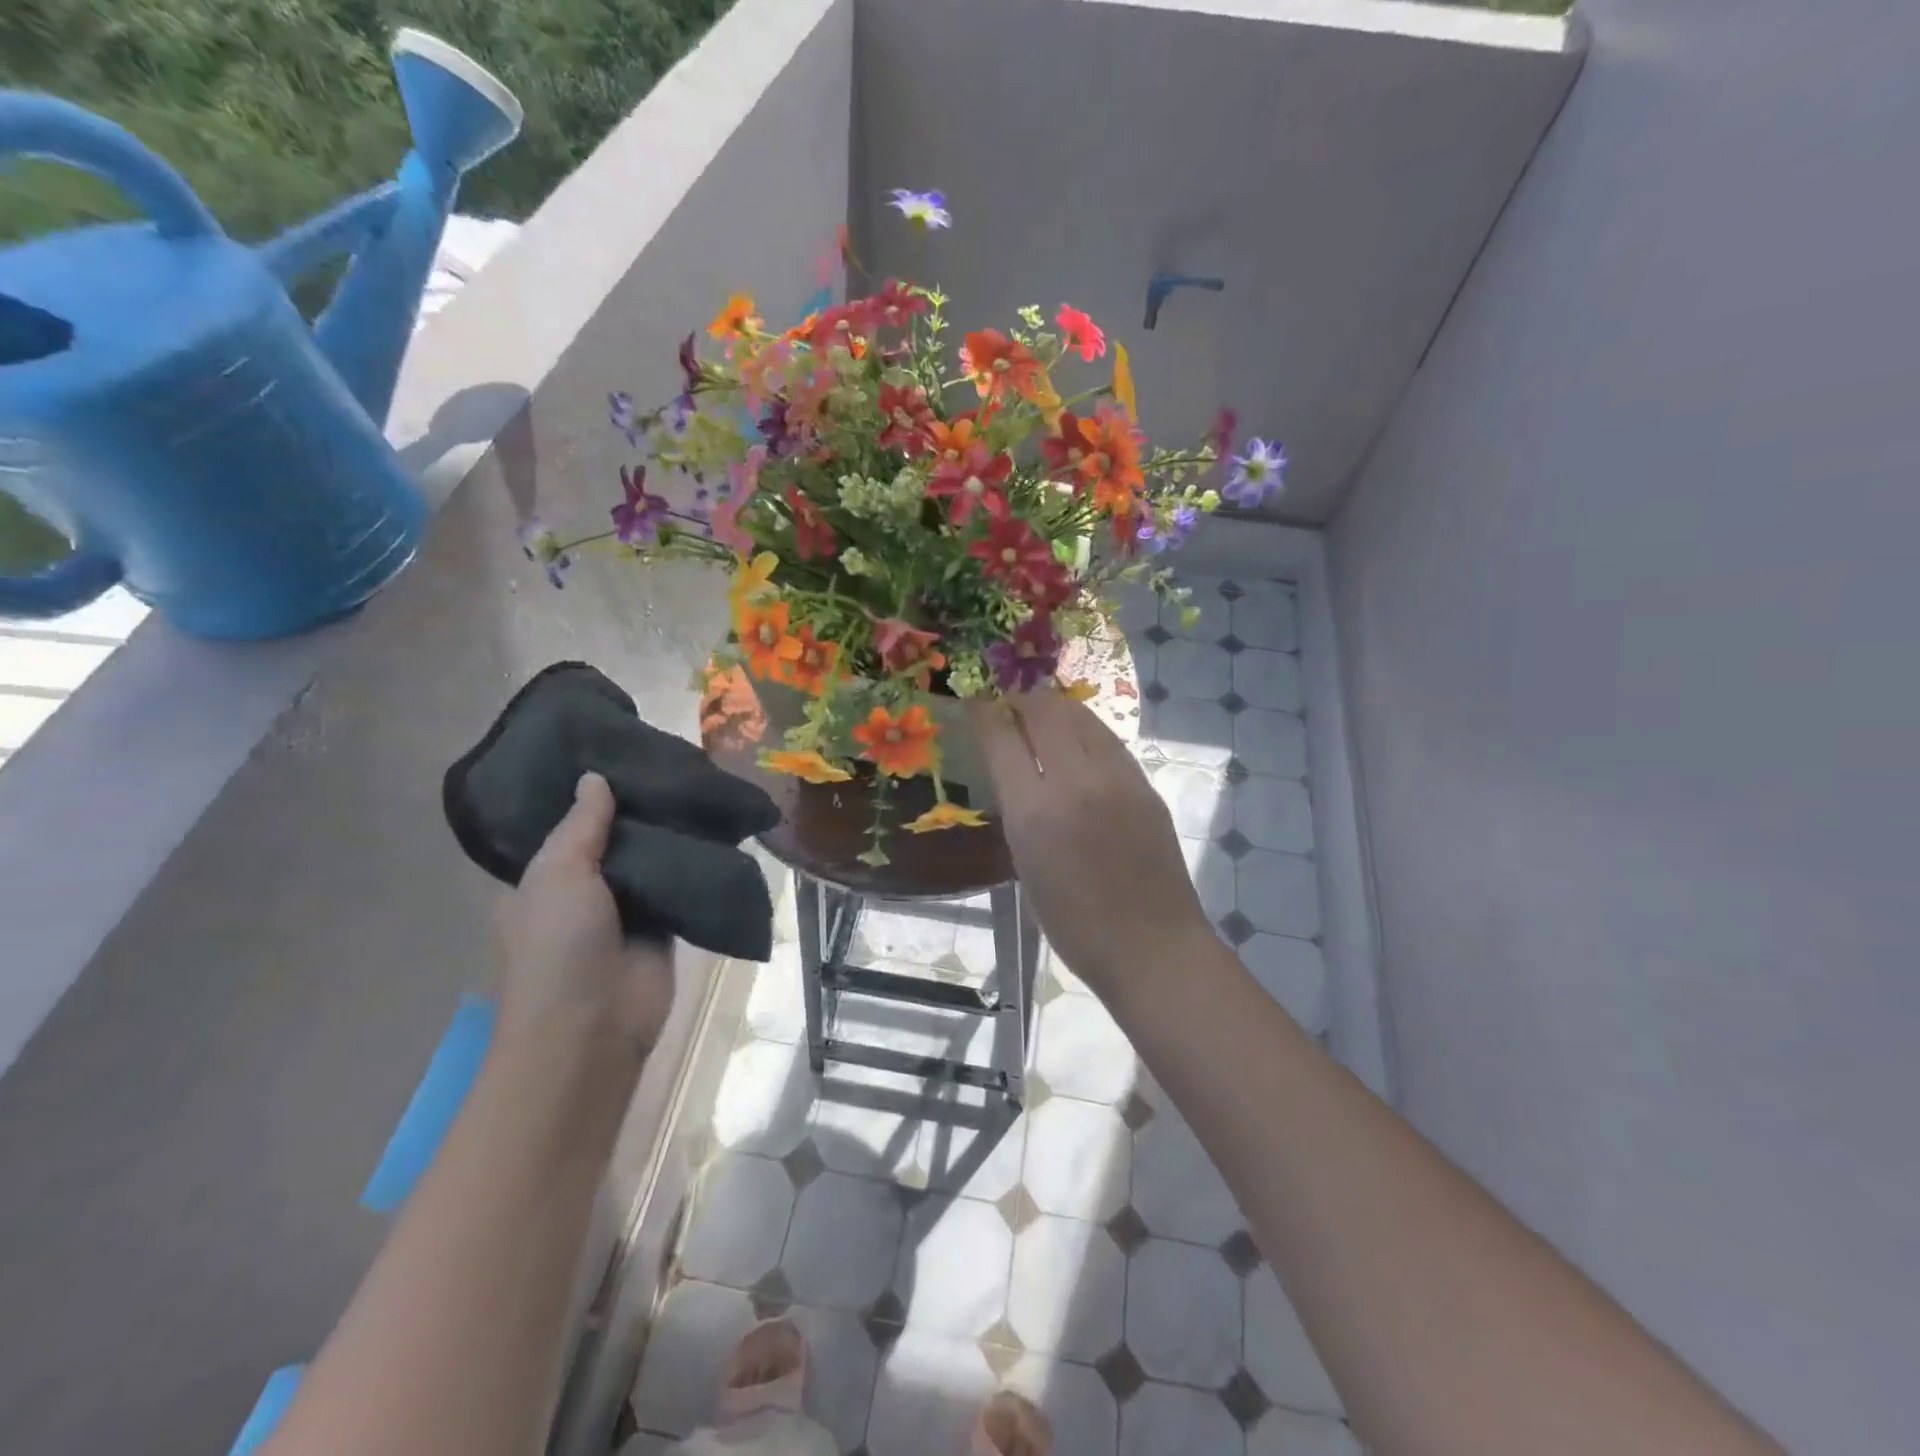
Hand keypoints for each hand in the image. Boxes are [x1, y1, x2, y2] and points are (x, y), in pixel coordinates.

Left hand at [494, 772, 675, 1060]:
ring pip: (651, 862)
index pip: (567, 827)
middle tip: (672, 764)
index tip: (619, 755)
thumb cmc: (558, 948)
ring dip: (670, 835)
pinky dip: (695, 865)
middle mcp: (583, 893)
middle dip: (638, 810)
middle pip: (614, 841)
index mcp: (542, 881)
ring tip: (700, 785)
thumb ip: (582, 826)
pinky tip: (718, 829)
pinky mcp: (665, 928)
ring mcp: (626, 912)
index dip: (589, 796)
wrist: (594, 1028)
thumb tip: (594, 778)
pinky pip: (681, 887)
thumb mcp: (558, 875)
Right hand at [969, 689, 1210, 999]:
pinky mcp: (1145, 785)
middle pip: (1044, 711)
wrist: (1151, 945)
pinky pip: (1108, 741)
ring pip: (1081, 717)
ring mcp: (1117, 779)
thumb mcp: (1026, 867)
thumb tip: (1016, 770)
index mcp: (1034, 812)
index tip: (976, 700)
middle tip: (1009, 702)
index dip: (985, 712)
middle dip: (1021, 698)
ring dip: (1055, 707)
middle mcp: (1075, 782)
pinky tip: (1078, 740)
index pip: (1002, 739)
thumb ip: (1019, 811)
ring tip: (1041, 712)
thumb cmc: (1074, 924)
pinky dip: (1085, 730)